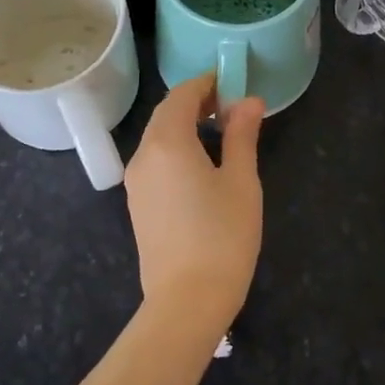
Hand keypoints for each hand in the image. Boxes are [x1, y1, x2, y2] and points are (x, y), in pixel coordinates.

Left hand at [124, 75, 264, 327]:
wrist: (186, 301)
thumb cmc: (222, 236)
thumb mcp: (241, 181)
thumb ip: (241, 135)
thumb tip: (248, 101)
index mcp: (167, 142)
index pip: (181, 96)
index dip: (206, 84)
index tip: (232, 83)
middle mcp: (143, 156)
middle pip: (165, 114)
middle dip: (195, 103)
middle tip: (230, 106)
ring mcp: (136, 182)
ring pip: (157, 138)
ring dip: (184, 126)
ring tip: (220, 132)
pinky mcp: (137, 205)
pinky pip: (154, 161)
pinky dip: (175, 149)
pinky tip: (200, 164)